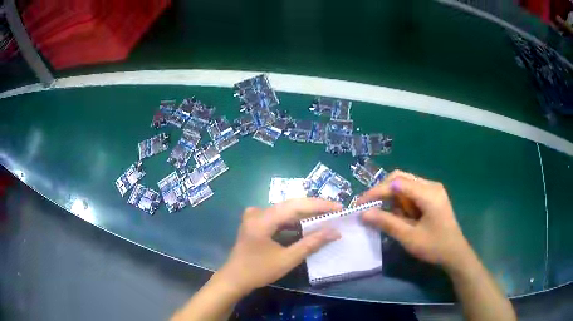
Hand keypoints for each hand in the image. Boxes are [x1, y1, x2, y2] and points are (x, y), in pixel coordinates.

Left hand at [215, 198, 341, 295]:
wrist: (234, 279)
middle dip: (315, 208)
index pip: (296, 205)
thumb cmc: (258, 271)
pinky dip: (294, 221)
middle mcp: (258, 212)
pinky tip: (307, 225)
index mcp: (262, 219)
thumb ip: (311, 243)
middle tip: (336, 211)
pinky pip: (279, 217)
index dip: (319, 205)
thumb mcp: (287, 259)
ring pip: (286, 211)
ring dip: (305, 215)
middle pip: (291, 205)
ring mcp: (255, 216)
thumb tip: (334, 232)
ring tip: (326, 217)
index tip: (339, 207)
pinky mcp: (256, 222)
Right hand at [359, 170, 470, 269]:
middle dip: (382, 191)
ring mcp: (433, 189)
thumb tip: (363, 214)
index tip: (359, 204)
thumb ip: (387, 223)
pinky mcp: (432, 196)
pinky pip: (411, 191)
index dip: (376, 192)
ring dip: (392, 197)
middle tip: (370, 207)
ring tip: (388, 215)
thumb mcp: (409, 237)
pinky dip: (401, 201)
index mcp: (428, 193)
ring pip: (405, 184)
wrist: (455, 253)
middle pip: (400, 178)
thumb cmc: (434, 246)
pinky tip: (401, 215)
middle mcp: (431, 185)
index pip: (396, 183)